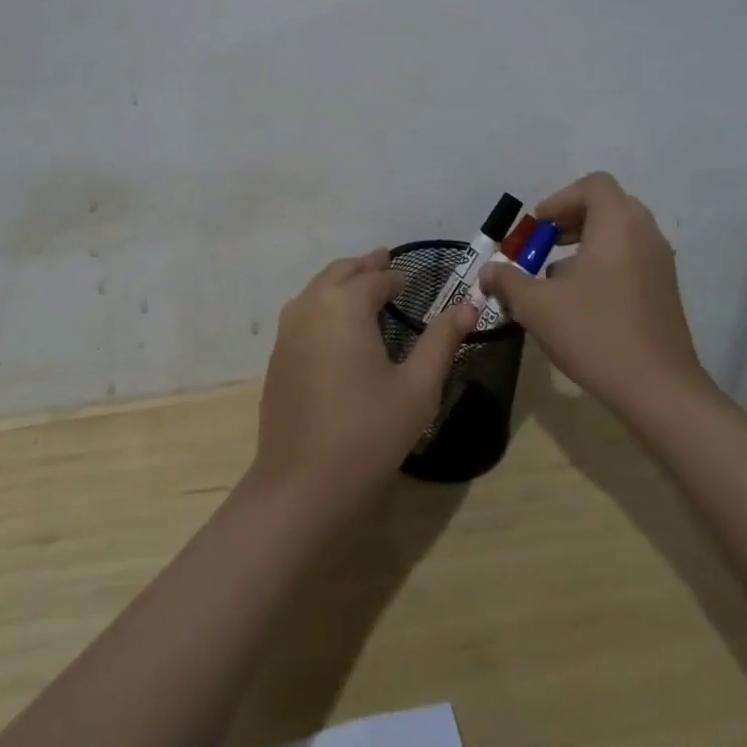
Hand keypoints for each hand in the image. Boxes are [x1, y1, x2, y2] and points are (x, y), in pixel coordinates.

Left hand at [250, 248, 479, 514]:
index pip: (377, 278)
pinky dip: (324, 302)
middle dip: (366, 266)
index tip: (414, 281)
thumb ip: (442, 341)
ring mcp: (288, 329)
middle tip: (387, 262)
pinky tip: (338, 325)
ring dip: (342, 281)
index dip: (398, 277)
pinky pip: (304, 311)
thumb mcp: (417, 388)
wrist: (301, 484)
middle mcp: (311, 305)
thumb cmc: (367, 434)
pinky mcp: (277, 354)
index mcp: (345, 304)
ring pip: (318, 288)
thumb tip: (468, 305)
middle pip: (341, 271)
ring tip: (364, 286)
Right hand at [478, 172, 708, 417]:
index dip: (560, 199)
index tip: (539, 226)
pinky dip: (606, 261)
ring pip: (621, 232)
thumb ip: (507, 281)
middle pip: (608, 205)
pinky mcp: (666, 290)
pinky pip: (632, 257)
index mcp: (617, 225)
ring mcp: (660, 263)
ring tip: (558, 275)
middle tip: (546, 242)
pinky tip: (583, 300)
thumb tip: (487, 272)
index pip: (593, 185)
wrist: (659, 389)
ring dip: (588, 241)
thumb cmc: (595, 333)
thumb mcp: (537, 306)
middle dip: (572, 218)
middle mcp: (645, 234)